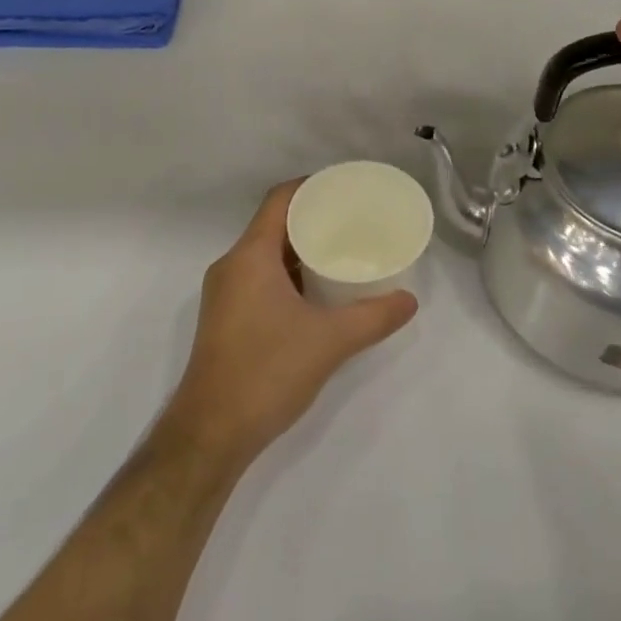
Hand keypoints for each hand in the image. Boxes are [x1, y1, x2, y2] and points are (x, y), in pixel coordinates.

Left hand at [162, 181, 417, 468]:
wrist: (210, 434)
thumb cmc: (267, 372)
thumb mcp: (329, 341)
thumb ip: (373, 317)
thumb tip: (410, 300)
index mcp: (250, 256)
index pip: (279, 200)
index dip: (311, 187)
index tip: (345, 188)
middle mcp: (231, 266)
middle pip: (273, 225)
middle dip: (311, 219)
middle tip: (352, 221)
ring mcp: (224, 294)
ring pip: (265, 254)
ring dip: (299, 250)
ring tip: (339, 253)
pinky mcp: (224, 319)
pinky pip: (258, 278)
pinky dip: (287, 275)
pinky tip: (315, 293)